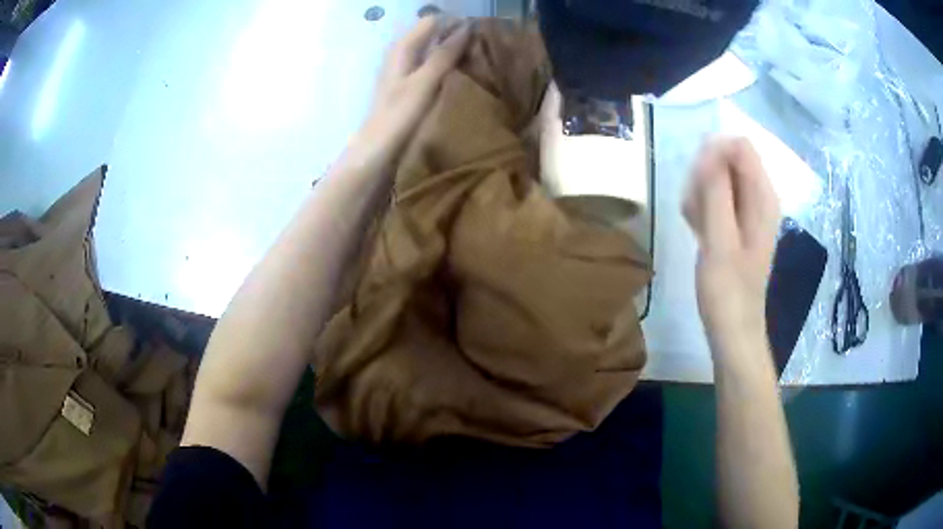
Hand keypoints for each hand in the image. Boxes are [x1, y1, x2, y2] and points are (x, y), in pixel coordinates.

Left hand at [347, 16, 471, 168]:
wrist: (376, 153)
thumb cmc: (398, 117)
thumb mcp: (424, 82)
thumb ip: (443, 55)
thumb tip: (466, 27)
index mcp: (402, 48)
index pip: (432, 21)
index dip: (455, 23)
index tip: (481, 32)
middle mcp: (401, 54)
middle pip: (431, 34)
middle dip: (455, 35)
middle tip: (483, 46)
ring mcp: (403, 71)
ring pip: (431, 50)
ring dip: (452, 50)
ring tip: (478, 58)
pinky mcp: (407, 88)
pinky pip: (430, 66)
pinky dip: (445, 66)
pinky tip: (460, 75)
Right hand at [683, 137, 780, 358]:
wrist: (732, 329)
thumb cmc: (728, 290)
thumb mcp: (719, 240)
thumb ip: (716, 191)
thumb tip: (710, 146)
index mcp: (763, 196)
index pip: (740, 146)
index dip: (713, 155)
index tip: (698, 184)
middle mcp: (759, 196)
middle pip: (726, 159)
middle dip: (704, 176)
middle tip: (696, 212)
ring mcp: (747, 209)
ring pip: (716, 177)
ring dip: (699, 194)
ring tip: (697, 226)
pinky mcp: (735, 221)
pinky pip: (714, 196)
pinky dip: (701, 207)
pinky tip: (698, 231)